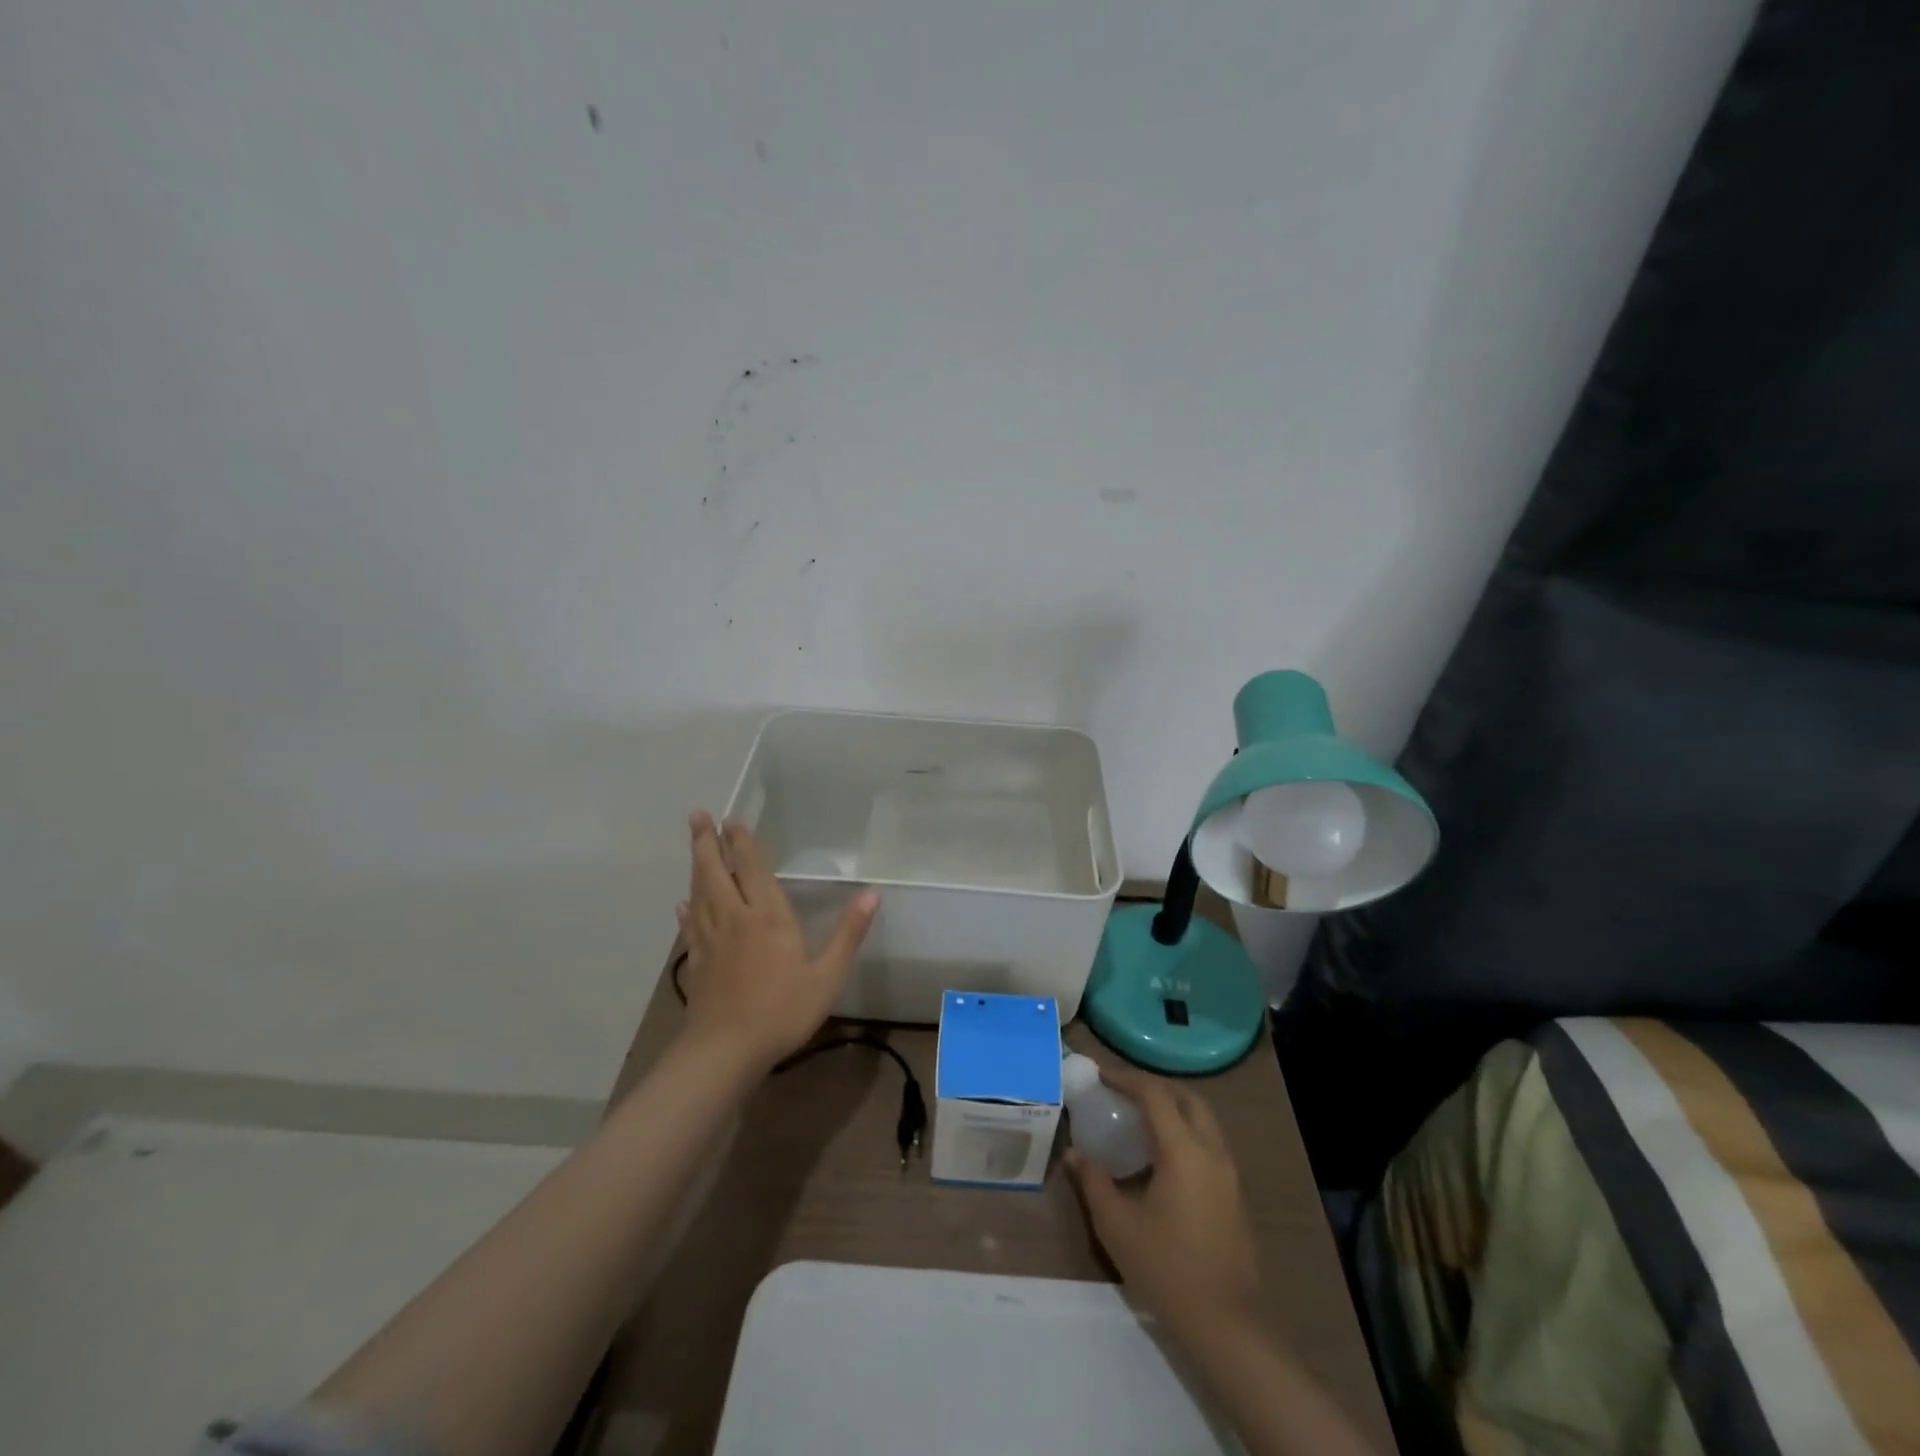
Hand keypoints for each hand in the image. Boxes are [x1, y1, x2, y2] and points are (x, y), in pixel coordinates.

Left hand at [675, 812, 879, 1073]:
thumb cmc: (781, 1011)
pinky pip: (690, 926)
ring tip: (694, 845)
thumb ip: (849, 934)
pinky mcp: (696, 961)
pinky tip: (683, 904)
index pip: (751, 868)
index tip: (731, 819)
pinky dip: (687, 910)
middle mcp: (734, 918)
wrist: (725, 1051)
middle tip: (698, 815)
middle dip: (707, 842)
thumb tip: (872, 894)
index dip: (741, 842)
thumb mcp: (827, 976)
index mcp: (767, 917)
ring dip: (696, 865)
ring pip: (699, 892)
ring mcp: (710, 939)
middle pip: (715, 871)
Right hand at [1066, 1064, 1259, 1337]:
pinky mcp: (1234, 1192)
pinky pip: (1209, 1141)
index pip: (1155, 1095)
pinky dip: (1185, 1130)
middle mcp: (1211, 1151)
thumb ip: (1093, 1181)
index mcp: (1184, 1151)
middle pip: (1186, 1097)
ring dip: (1173, 1107)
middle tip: (1123, 1091)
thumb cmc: (1165, 1268)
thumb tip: (1072, 1153)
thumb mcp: (1117, 1225)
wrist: (1224, 1323)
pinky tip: (1161, 1154)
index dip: (1126, 1079)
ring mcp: (1228, 1172)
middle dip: (1154, 1087)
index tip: (1101, 1075)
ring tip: (1139, 1118)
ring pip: (1203, 1118)